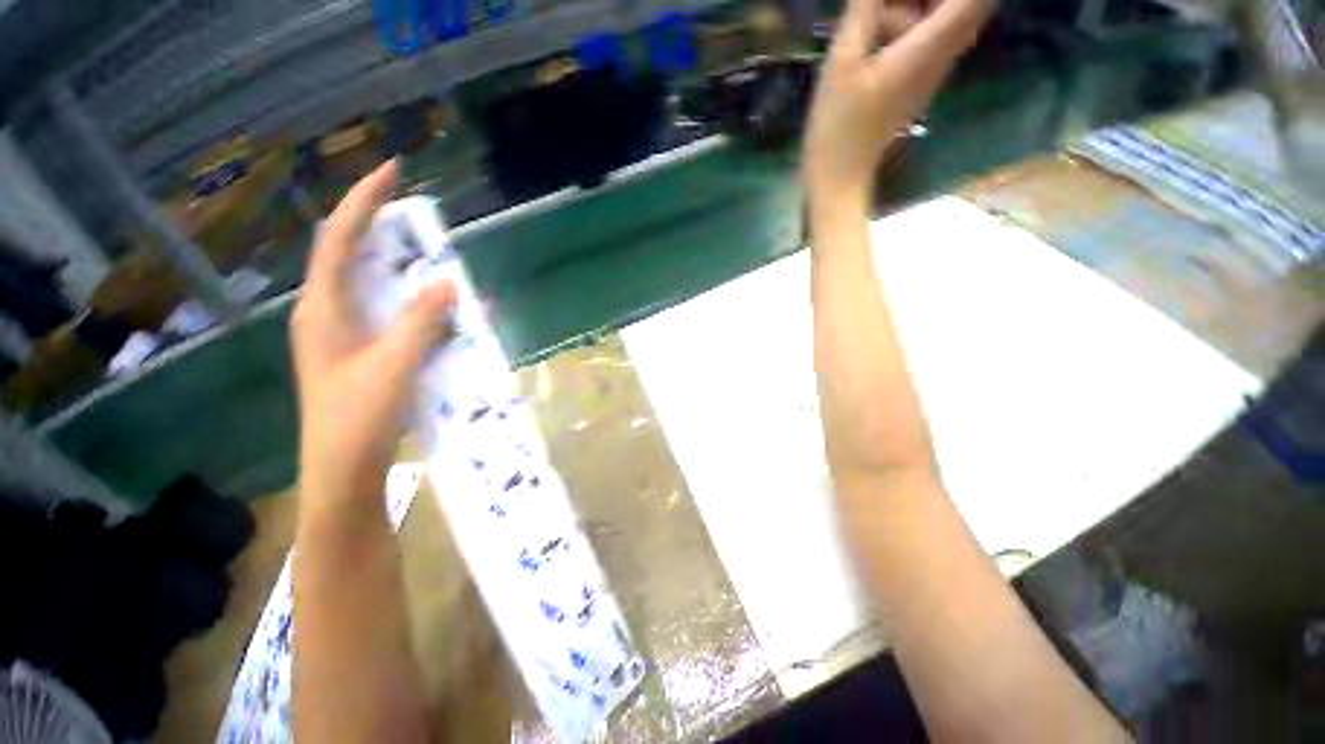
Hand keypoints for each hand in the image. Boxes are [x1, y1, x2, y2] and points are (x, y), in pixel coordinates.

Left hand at [292, 160, 455, 508]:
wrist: (342, 473)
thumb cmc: (357, 420)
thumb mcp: (392, 367)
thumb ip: (419, 323)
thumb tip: (447, 281)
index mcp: (323, 309)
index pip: (340, 238)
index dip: (364, 201)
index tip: (393, 171)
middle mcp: (328, 313)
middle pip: (354, 255)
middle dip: (385, 229)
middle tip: (424, 221)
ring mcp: (344, 334)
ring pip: (374, 285)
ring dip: (404, 269)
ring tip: (437, 261)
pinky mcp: (362, 352)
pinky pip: (390, 313)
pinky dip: (414, 303)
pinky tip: (439, 310)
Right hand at [804, 0, 993, 201]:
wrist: (840, 176)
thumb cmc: (837, 125)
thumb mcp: (843, 62)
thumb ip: (864, 10)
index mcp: (928, 49)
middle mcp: (942, 57)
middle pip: (963, 4)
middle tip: (879, 6)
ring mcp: (932, 72)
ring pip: (943, 18)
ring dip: (910, 8)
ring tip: (868, 16)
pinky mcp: (918, 83)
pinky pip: (929, 39)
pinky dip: (908, 24)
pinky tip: (873, 32)